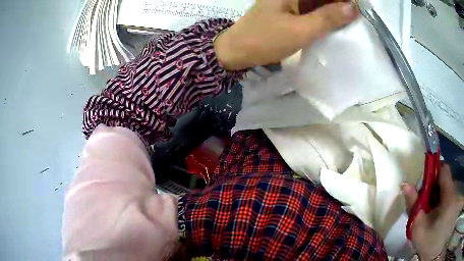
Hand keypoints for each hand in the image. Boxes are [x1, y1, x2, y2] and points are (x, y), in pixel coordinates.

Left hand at [214, 0, 358, 69]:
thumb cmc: (265, 39)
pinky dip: (324, 16)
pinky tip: (334, 25)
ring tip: (350, 23)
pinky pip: (311, 9)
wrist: (237, 50)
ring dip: (334, 11)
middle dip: (340, 5)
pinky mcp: (289, 10)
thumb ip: (328, 18)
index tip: (358, 10)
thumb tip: (353, 7)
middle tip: (356, 19)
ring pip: (318, 2)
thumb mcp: (301, 30)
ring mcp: (290, 1)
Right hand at [402, 165, 463, 259]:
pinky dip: (439, 200)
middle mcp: (453, 192)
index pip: (444, 169)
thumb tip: (405, 184)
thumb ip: (413, 204)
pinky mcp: (453, 205)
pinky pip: (447, 195)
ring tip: (427, 205)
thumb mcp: (418, 226)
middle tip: (422, 196)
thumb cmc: (427, 242)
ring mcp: (454, 199)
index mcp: (448, 194)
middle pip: (444, 179)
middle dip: (433, 184)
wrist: (433, 254)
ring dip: (436, 193)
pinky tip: (433, 211)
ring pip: (445, 188)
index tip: (424, 179)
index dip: (434, 170)